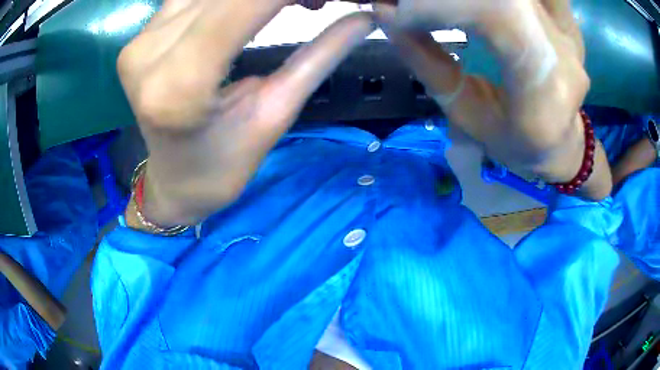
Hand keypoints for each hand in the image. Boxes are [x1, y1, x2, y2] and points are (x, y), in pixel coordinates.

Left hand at [118, 0, 374, 225]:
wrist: (172, 179)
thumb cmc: (223, 165)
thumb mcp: (276, 114)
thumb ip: (319, 56)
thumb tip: (365, 18)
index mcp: (181, 86)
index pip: (247, 5)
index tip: (332, 0)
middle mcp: (150, 53)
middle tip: (319, 3)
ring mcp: (141, 39)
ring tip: (298, 4)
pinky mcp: (142, 33)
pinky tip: (256, 3)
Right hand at [377, 0, 611, 198]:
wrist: (563, 145)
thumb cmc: (516, 144)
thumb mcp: (466, 116)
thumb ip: (428, 63)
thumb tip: (386, 16)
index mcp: (545, 94)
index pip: (496, 15)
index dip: (439, 4)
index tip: (398, 12)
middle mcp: (564, 55)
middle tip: (413, 6)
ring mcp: (569, 33)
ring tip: (447, 8)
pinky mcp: (567, 21)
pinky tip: (486, 6)